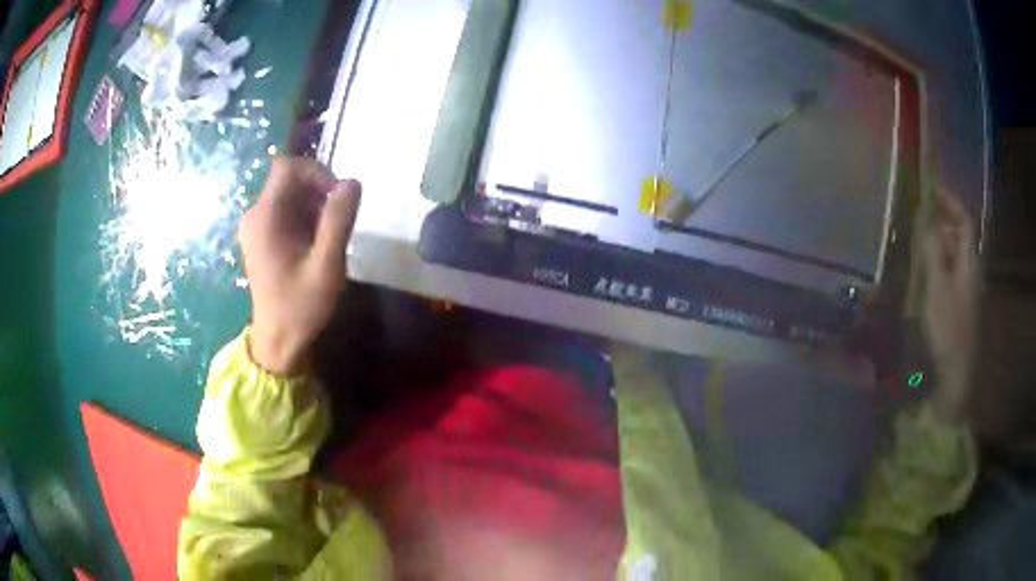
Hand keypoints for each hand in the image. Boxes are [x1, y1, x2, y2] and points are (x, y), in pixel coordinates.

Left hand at [238, 157, 361, 375]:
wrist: (278, 340)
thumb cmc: (300, 306)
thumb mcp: (326, 266)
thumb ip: (338, 221)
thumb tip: (353, 182)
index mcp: (264, 217)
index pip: (288, 167)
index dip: (317, 172)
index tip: (338, 197)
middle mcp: (254, 214)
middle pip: (289, 179)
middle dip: (318, 191)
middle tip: (337, 222)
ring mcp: (255, 225)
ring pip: (289, 194)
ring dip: (313, 206)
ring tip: (327, 237)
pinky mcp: (260, 236)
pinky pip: (285, 210)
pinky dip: (304, 217)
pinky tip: (314, 243)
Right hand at [921, 193, 979, 422]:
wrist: (958, 371)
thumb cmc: (948, 327)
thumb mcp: (937, 287)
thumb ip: (933, 252)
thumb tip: (928, 222)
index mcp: (969, 262)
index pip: (965, 222)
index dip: (951, 204)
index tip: (934, 192)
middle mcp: (972, 270)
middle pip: (961, 237)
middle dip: (943, 224)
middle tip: (922, 221)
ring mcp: (969, 289)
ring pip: (957, 256)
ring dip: (941, 245)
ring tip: (922, 247)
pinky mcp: (963, 305)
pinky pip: (954, 273)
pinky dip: (942, 265)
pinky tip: (930, 276)